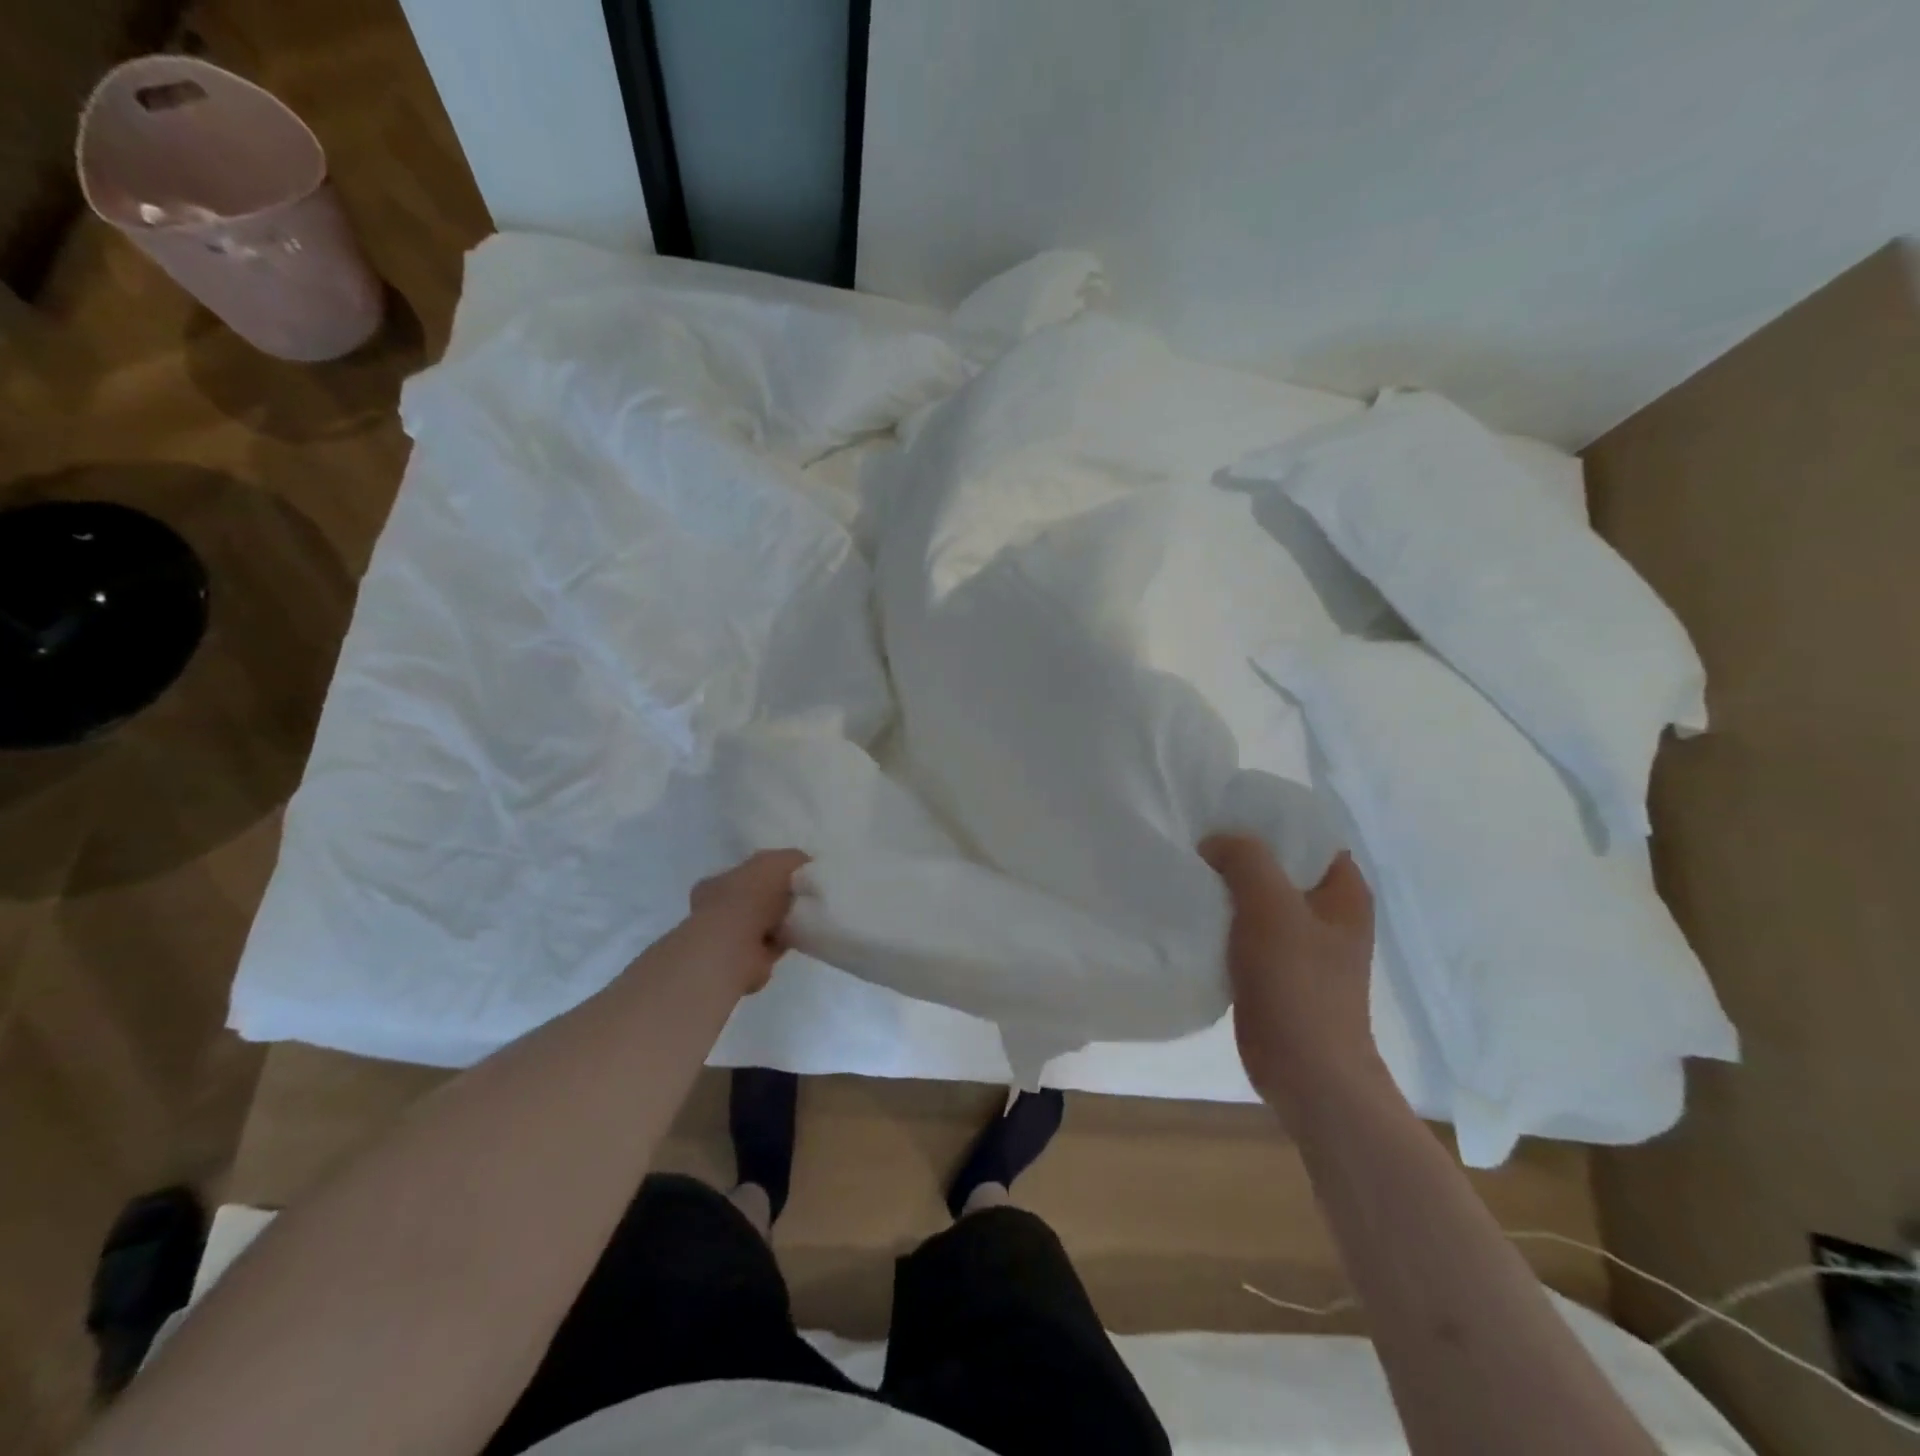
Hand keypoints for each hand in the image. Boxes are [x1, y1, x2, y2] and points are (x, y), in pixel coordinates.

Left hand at [686, 849, 809, 995]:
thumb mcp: (775, 862)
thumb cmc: (749, 897)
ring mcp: (728, 938)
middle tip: (805, 895)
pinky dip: (786, 940)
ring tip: (808, 915)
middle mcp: (717, 909)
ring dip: (783, 921)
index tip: (795, 875)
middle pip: (755, 899)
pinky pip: (772, 945)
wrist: (735, 949)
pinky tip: (803, 934)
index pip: (745, 873)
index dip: (770, 872)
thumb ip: (791, 858)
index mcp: (717, 882)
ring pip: (763, 923)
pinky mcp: (745, 961)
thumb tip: (805, 862)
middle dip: (779, 898)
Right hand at [1199, 834, 1388, 1123]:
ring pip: (1258, 897)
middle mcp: (1326, 911)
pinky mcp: (1277, 969)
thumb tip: (1216, 842)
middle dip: (1237, 851)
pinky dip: (1222, 918)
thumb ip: (1245, 859)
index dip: (1266, 817)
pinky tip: (1193, 913)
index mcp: (1343, 890)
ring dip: (1226, 886)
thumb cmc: (1298, 985)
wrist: (1308, 1073)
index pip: (1306, 832)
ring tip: (1187, 872)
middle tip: (1194, 841)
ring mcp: (1302, 942)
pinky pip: (1246, 928)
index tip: (1220, 812)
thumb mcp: (1271, 907)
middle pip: (1278, 863)